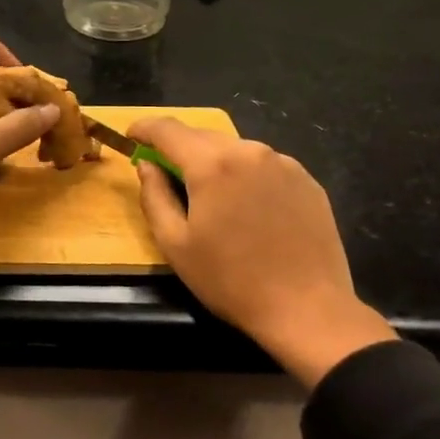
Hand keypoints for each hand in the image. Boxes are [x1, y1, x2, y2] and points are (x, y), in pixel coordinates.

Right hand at [130, 118, 395, 385]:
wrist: (308, 310)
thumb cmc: (231, 280)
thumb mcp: (175, 244)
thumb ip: (154, 196)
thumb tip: (147, 166)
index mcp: (212, 164)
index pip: (168, 130)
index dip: (144, 128)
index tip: (131, 136)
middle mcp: (249, 151)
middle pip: (202, 136)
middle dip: (178, 147)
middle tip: (164, 171)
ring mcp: (283, 163)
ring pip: (234, 149)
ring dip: (213, 161)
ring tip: (208, 193)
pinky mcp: (306, 180)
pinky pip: (263, 164)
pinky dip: (244, 173)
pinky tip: (246, 206)